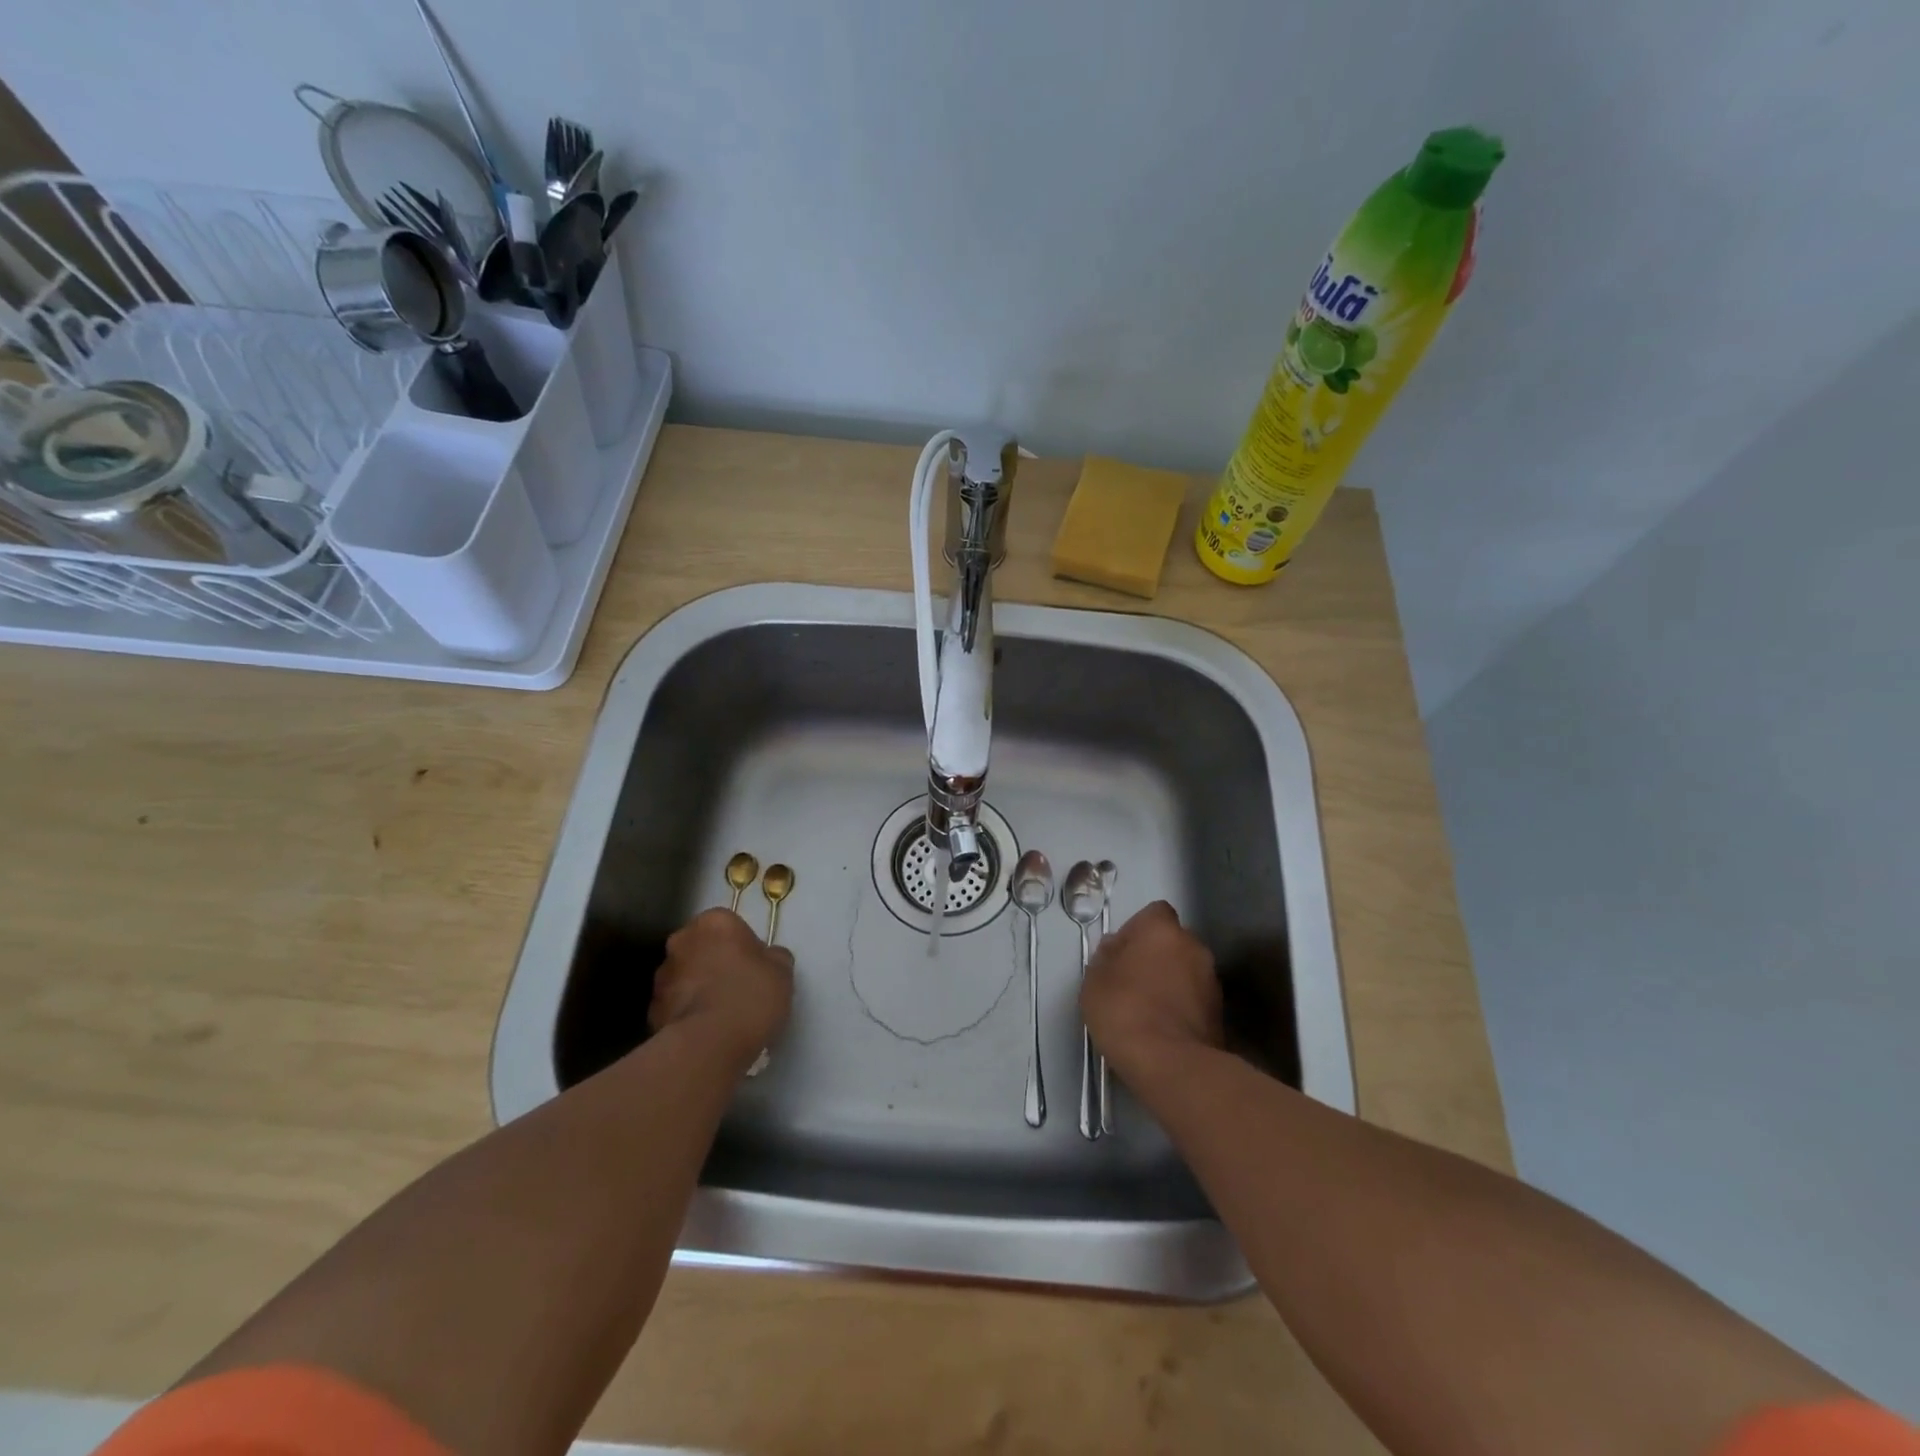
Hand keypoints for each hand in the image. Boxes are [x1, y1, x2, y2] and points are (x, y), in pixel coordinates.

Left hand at [649, 909, 793, 1065]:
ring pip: (685, 975)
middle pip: (702, 947)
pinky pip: (675, 1004)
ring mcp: (662, 975)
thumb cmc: (750, 995)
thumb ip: (774, 957)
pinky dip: (686, 1011)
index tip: (754, 966)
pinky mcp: (651, 1009)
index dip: (743, 945)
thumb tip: (768, 958)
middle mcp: (682, 941)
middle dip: (714, 961)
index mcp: (714, 922)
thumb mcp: (782, 971)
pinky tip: (706, 1030)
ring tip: (720, 1013)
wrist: (709, 1044)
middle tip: (737, 986)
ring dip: (698, 986)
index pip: (728, 924)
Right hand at [1080, 901, 1221, 1084]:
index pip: (1154, 913)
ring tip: (1148, 1009)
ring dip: (1171, 981)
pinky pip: (1194, 998)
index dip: (1136, 930)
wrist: (1170, 1063)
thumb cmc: (1124, 1010)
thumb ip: (1107, 957)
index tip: (1120, 953)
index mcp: (1162, 930)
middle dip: (1156, 956)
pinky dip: (1182, 1006)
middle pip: (1172, 941)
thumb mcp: (1095, 980)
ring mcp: (1211, 980)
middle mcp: (1193, 946)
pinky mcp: (1220, 1012)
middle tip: (1132, 981)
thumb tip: (1117, 949)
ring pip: (1186, 970)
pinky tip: (1163, 1028)